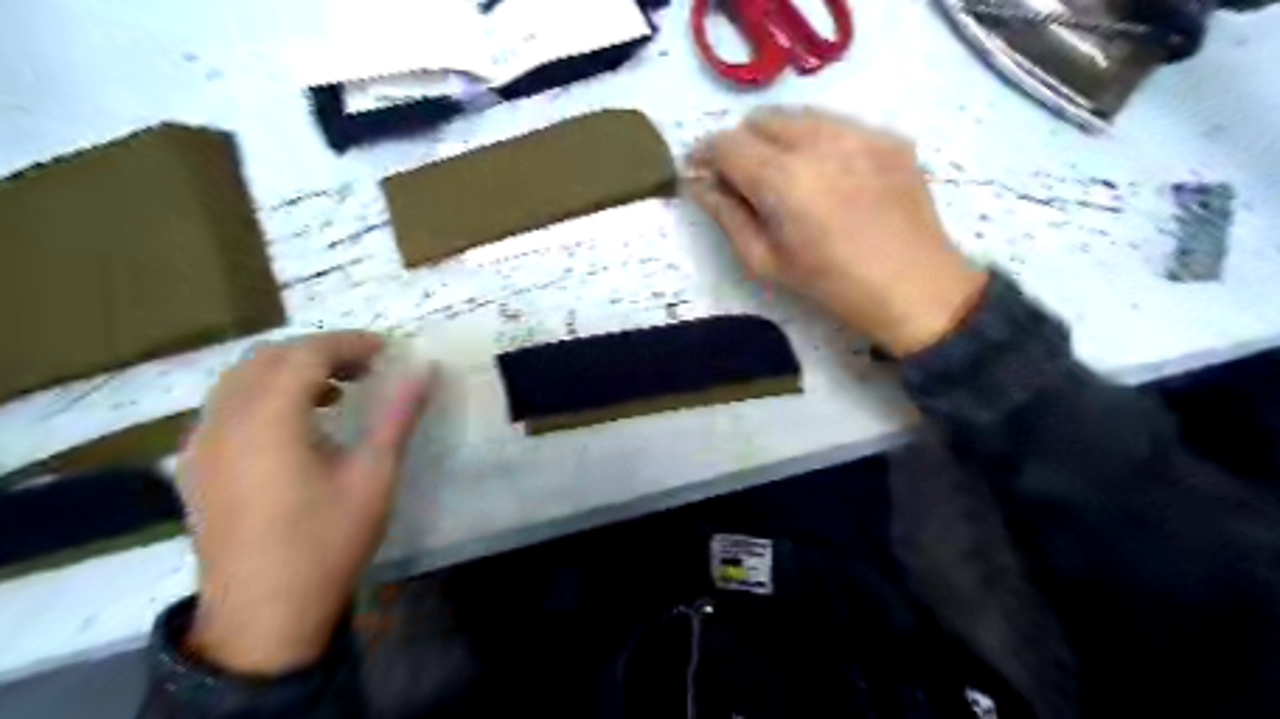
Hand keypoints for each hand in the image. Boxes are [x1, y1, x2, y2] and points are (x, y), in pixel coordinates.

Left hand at [179, 335, 433, 677]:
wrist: (264, 613)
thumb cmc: (327, 540)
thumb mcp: (375, 475)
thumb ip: (399, 415)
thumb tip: (426, 370)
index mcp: (268, 420)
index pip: (306, 354)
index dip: (349, 343)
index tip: (388, 350)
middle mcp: (224, 421)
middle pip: (267, 358)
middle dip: (320, 351)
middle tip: (367, 366)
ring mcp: (201, 445)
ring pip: (241, 380)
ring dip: (290, 371)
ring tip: (337, 390)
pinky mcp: (195, 467)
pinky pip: (226, 407)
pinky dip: (264, 395)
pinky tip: (296, 423)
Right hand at [690, 108, 988, 357]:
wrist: (914, 287)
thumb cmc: (830, 284)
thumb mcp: (765, 261)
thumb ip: (726, 215)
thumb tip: (697, 184)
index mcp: (782, 179)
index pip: (726, 143)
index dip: (705, 154)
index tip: (700, 171)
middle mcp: (819, 141)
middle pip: (761, 118)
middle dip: (742, 142)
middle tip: (744, 177)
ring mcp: (860, 132)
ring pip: (800, 115)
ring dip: (780, 137)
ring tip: (788, 174)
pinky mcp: (888, 136)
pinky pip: (838, 123)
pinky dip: (819, 140)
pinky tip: (831, 176)